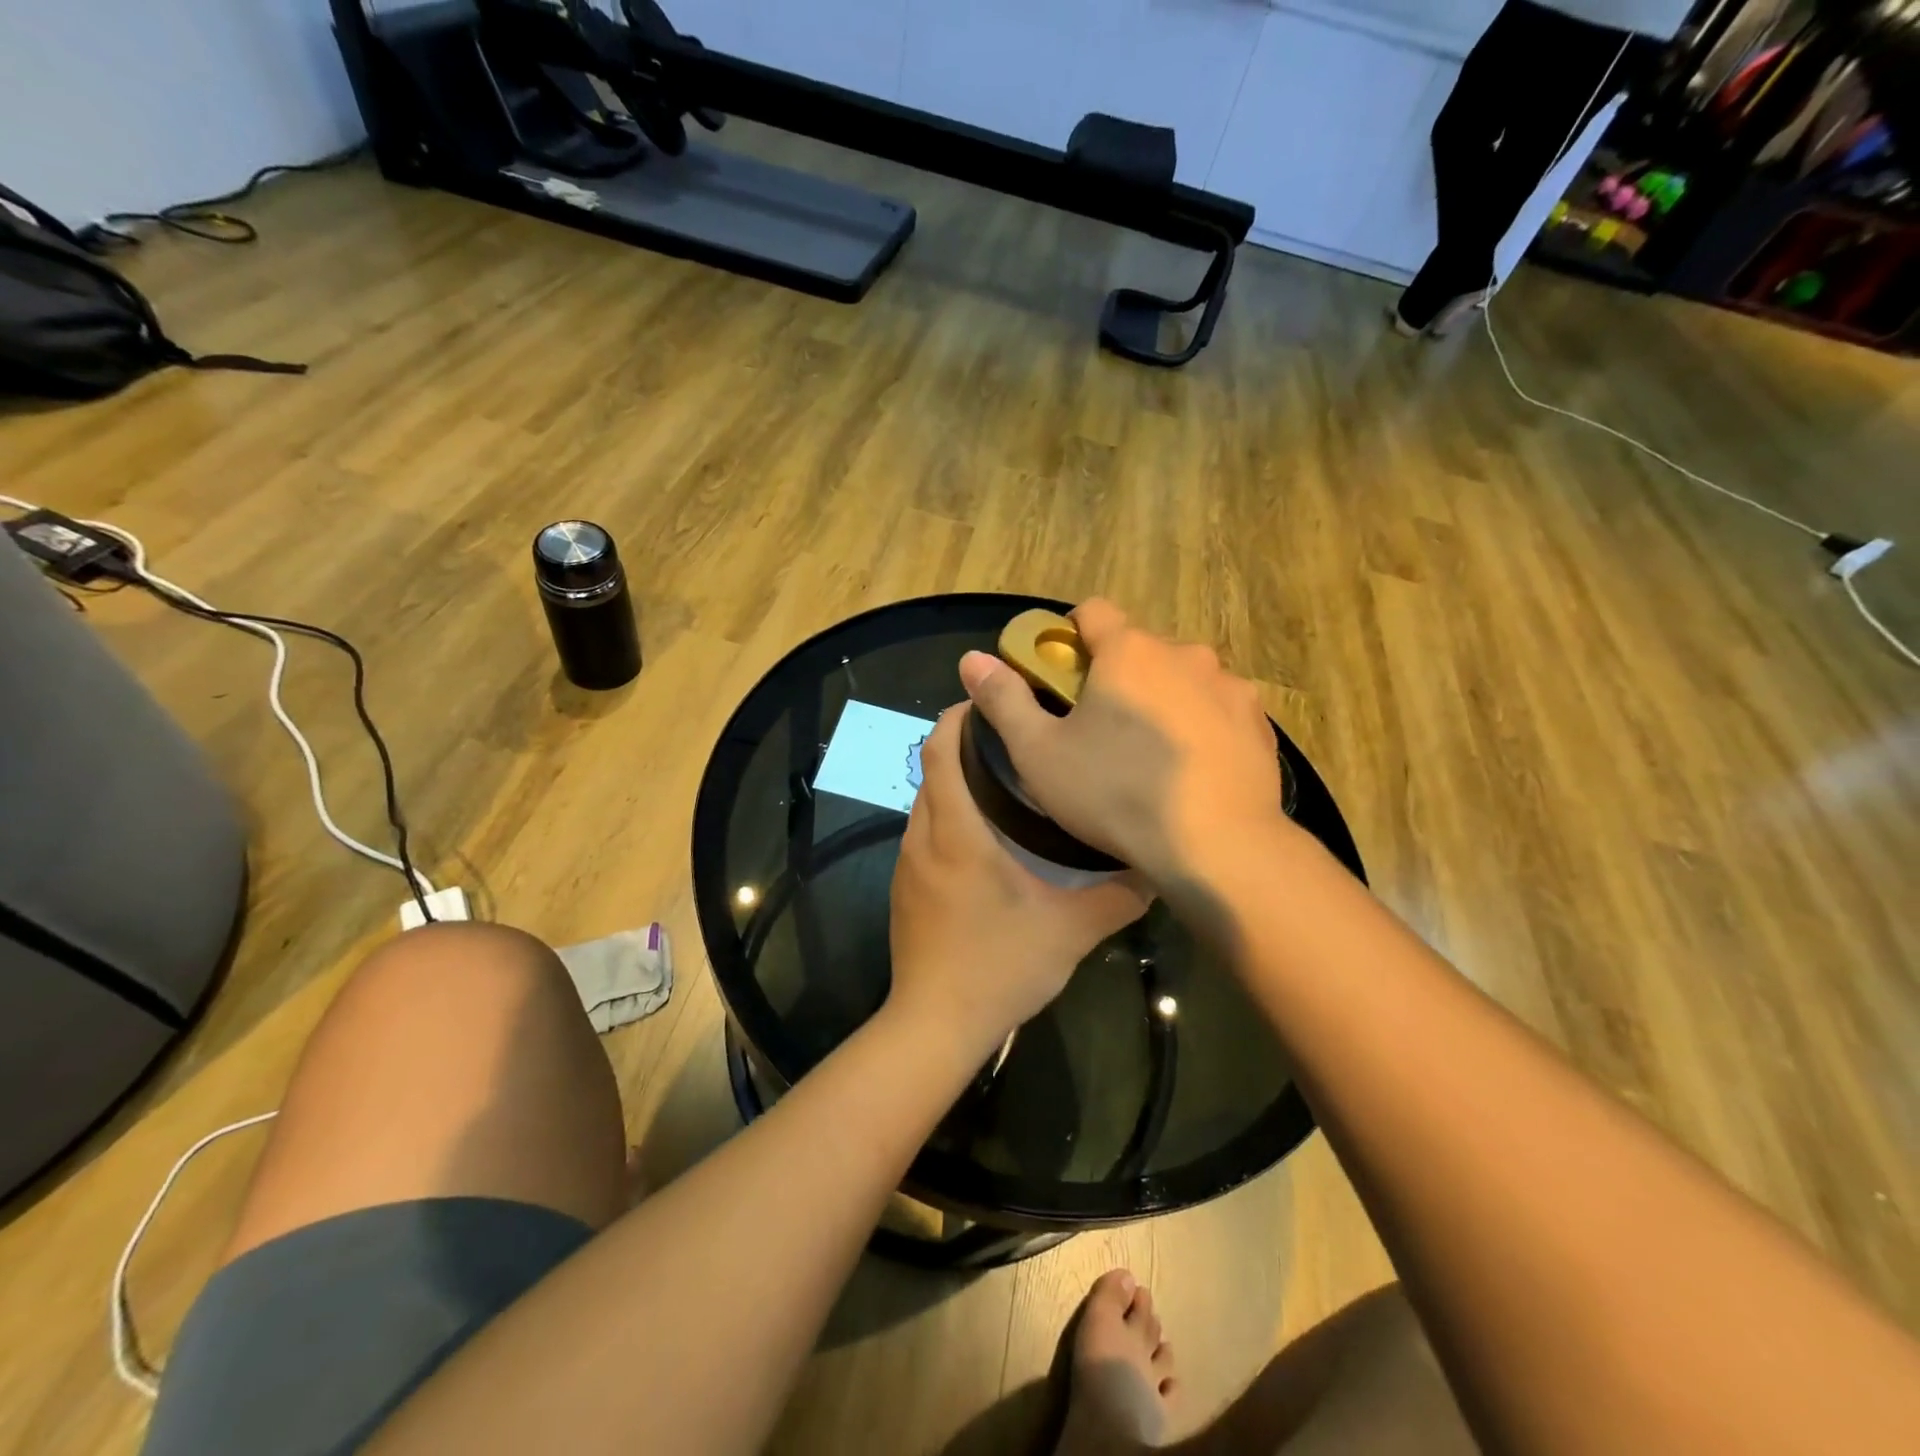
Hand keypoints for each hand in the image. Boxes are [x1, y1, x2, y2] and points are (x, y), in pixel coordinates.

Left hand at [888, 705, 1148, 1052]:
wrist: (936, 1024)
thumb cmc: (999, 966)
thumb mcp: (1071, 930)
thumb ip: (1117, 896)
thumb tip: (1156, 867)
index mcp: (956, 833)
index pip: (940, 752)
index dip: (957, 718)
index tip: (990, 702)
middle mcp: (923, 838)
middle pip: (930, 769)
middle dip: (961, 743)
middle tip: (1012, 737)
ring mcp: (908, 864)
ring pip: (926, 801)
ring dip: (953, 780)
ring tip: (1002, 778)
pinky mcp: (905, 888)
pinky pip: (923, 832)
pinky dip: (947, 813)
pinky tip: (983, 835)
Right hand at [958, 599, 1287, 886]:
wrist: (1219, 845)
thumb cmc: (1116, 794)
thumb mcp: (1039, 753)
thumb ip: (1004, 700)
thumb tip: (972, 659)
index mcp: (1129, 651)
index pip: (1092, 611)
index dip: (1069, 636)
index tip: (1060, 677)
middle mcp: (1184, 654)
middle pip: (1138, 648)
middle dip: (1116, 676)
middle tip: (1098, 729)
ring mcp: (1229, 686)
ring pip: (1181, 678)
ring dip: (1161, 699)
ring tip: (1148, 755)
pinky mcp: (1258, 722)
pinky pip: (1216, 709)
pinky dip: (1199, 726)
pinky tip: (1190, 770)